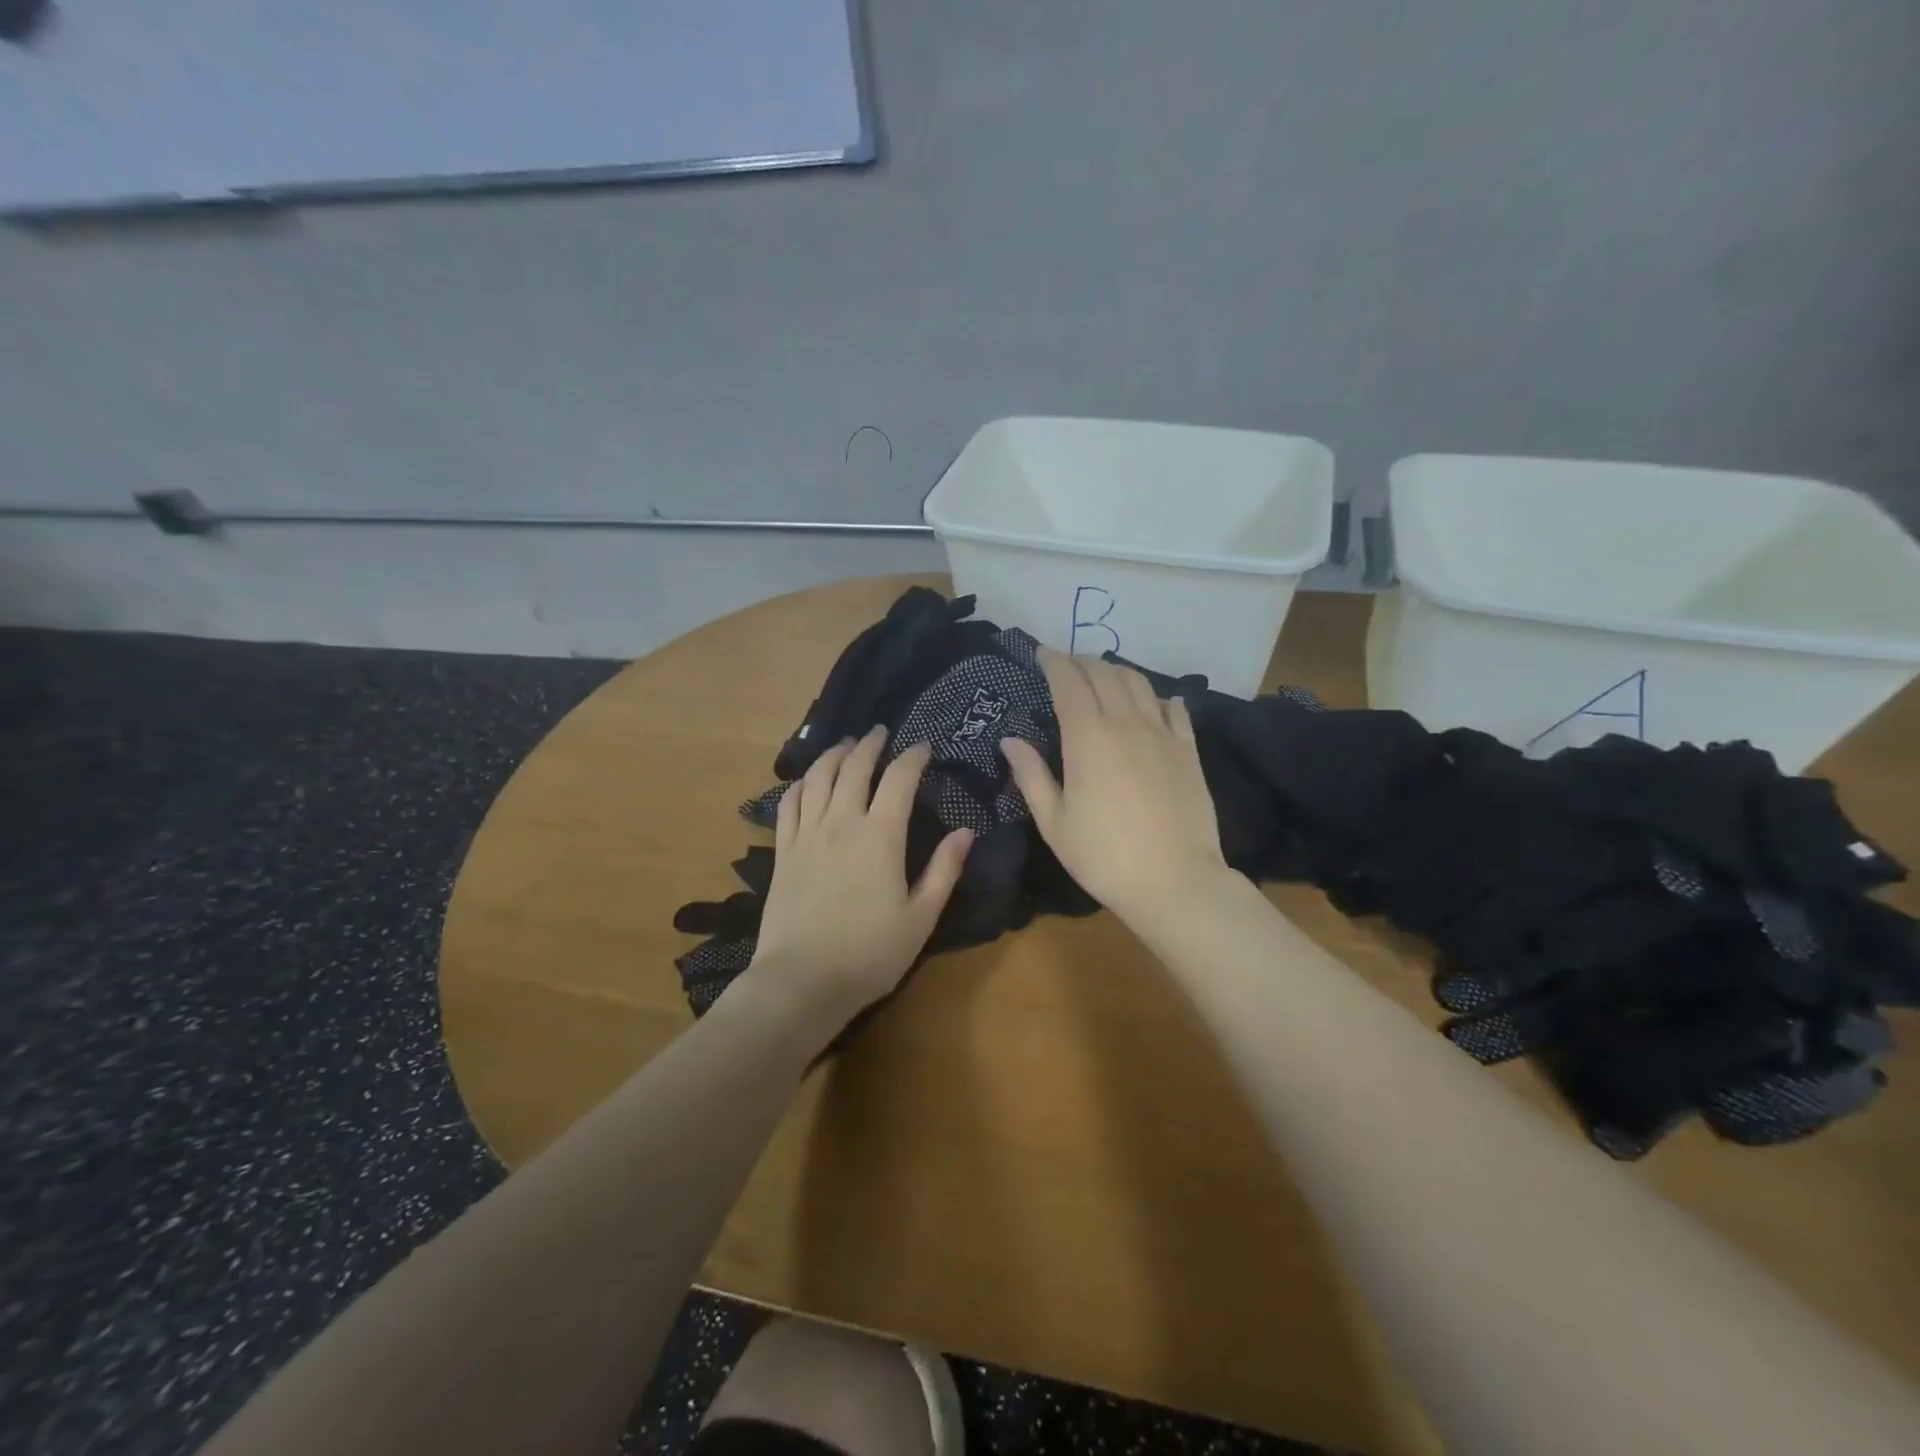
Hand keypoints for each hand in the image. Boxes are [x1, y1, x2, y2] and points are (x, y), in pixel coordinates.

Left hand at [744, 726, 973, 1028]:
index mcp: (880, 835)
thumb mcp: (920, 917)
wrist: (801, 981)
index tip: (923, 745)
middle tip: (880, 732)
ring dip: (833, 754)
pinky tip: (806, 781)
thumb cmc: (870, 953)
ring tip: (845, 745)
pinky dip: (800, 784)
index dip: (912, 756)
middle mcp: (841, 822)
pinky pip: (788, 804)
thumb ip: (943, 870)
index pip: (899, 779)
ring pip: (817, 777)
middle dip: (869, 744)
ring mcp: (806, 834)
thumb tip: (965, 832)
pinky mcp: (782, 851)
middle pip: (854, 767)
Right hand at [1001, 649, 1230, 924]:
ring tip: (1102, 676)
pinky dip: (1158, 696)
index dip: (1053, 661)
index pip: (1069, 681)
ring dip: (1116, 671)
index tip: (1041, 654)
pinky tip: (1154, 702)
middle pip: (1103, 673)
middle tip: (1066, 665)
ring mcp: (1162, 734)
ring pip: (1139, 683)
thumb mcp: (1054, 822)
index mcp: (1088, 738)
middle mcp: (1126, 723)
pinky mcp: (1189, 750)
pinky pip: (1175, 708)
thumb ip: (1031, 775)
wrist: (1175, 881)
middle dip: (1081, 661)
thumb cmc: (1103, 856)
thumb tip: (1010, 740)